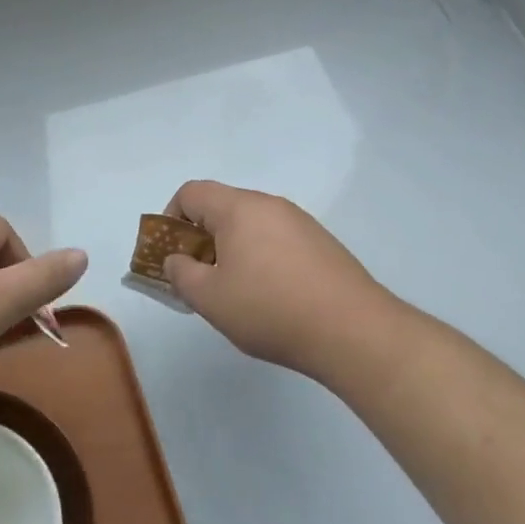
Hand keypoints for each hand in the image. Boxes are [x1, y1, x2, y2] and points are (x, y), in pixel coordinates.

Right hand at [162, 181, 394, 375]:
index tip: (172, 255)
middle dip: (201, 238)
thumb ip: (181, 274)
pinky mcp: (322, 243)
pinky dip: (261, 257)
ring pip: (251, 224)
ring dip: (232, 249)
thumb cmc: (270, 309)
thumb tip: (176, 259)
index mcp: (239, 208)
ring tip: (235, 292)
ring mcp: (300, 222)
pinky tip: (271, 296)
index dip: (171, 218)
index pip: (191, 193)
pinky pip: (277, 238)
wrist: (353, 330)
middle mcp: (270, 204)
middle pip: (222, 207)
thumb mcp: (210, 298)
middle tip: (200, 278)